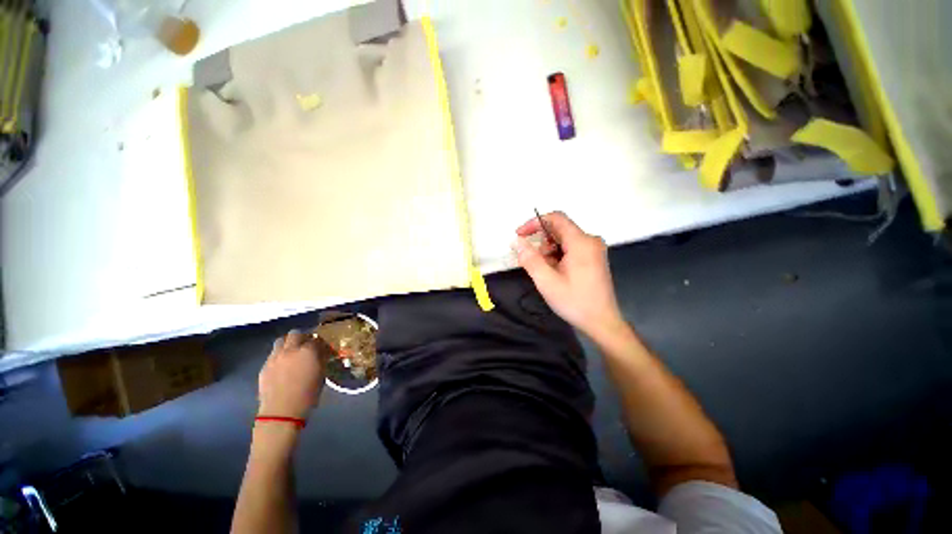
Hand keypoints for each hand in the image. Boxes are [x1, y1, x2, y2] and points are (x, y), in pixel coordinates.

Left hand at [258, 330, 324, 418]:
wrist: (282, 411)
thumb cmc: (308, 394)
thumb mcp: (321, 374)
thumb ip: (321, 359)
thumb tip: (321, 353)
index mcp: (308, 351)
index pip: (316, 338)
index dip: (320, 342)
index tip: (322, 348)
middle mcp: (291, 350)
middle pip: (295, 334)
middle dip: (302, 337)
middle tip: (306, 346)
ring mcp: (275, 357)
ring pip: (281, 341)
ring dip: (288, 343)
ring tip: (293, 353)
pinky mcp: (265, 366)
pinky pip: (273, 354)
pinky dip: (279, 355)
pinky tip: (283, 365)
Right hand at [514, 211, 625, 340]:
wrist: (602, 322)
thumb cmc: (574, 302)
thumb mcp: (547, 281)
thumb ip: (530, 259)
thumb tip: (517, 242)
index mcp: (581, 242)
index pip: (556, 218)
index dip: (534, 223)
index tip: (520, 235)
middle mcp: (590, 241)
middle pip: (559, 230)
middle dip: (541, 242)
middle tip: (530, 260)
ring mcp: (594, 250)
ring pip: (564, 240)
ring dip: (548, 251)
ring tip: (543, 271)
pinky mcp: (593, 258)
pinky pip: (571, 249)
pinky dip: (557, 256)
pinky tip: (554, 273)